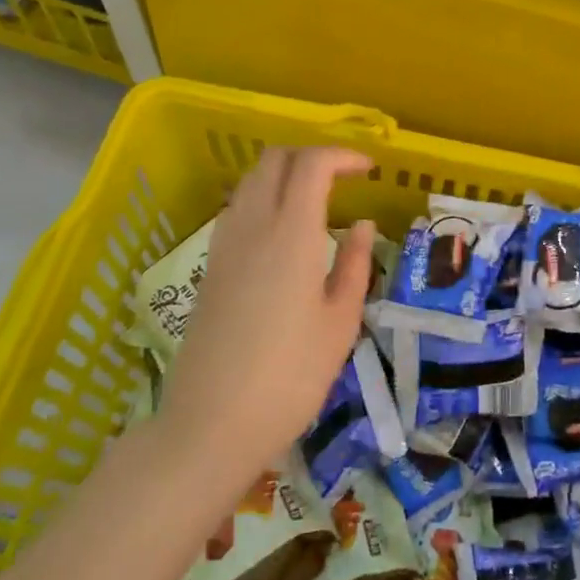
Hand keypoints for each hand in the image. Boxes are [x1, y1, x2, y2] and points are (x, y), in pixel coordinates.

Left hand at [157, 146, 374, 484]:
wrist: (210, 424)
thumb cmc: (290, 377)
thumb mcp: (339, 323)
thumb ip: (353, 264)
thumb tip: (361, 225)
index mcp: (291, 234)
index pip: (312, 164)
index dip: (342, 156)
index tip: (369, 170)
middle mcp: (253, 226)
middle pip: (275, 160)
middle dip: (311, 156)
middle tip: (342, 178)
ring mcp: (224, 245)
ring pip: (251, 181)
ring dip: (284, 174)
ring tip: (316, 200)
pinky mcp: (210, 267)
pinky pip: (237, 208)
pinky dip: (263, 197)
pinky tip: (283, 232)